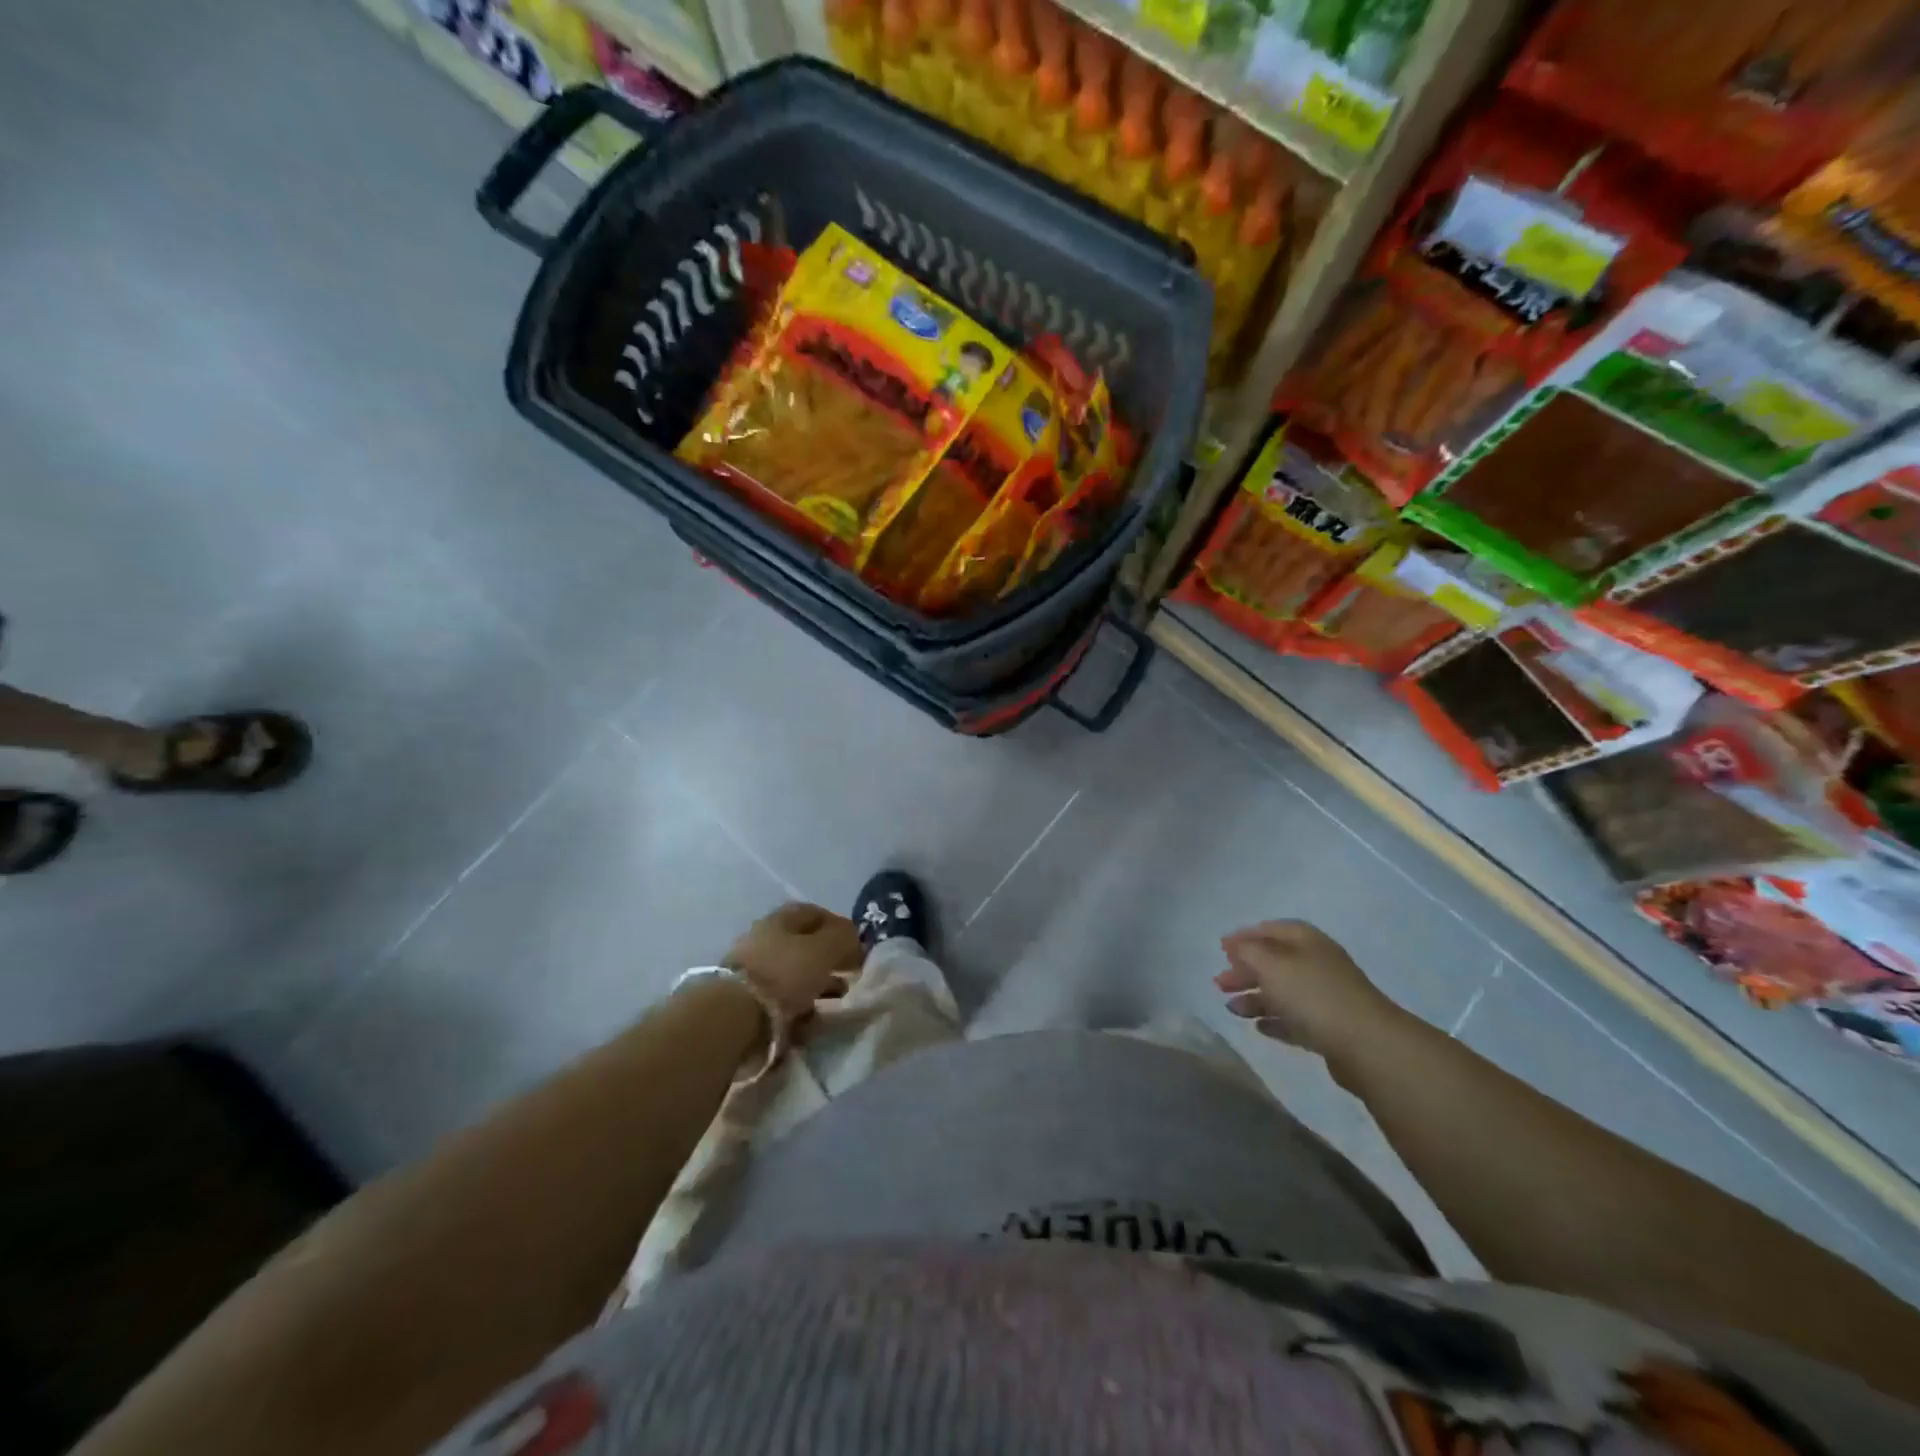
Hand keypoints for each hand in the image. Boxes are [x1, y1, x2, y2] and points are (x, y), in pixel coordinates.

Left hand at [725, 902, 863, 1023]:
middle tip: (849, 974)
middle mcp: (763, 939)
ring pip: (792, 973)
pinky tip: (810, 1019)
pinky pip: (780, 998)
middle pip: (803, 945)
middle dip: (829, 959)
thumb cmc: (784, 973)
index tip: (856, 945)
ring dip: (816, 984)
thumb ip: (844, 938)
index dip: (838, 926)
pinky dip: (798, 1006)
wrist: (734, 1015)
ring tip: (836, 1000)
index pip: (814, 913)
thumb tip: (853, 937)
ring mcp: (751, 970)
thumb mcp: (824, 949)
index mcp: (780, 919)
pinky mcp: (745, 1000)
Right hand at [1214, 920, 1399, 1059]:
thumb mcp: (1271, 965)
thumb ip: (1248, 951)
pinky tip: (1259, 1026)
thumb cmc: (1312, 994)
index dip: (1244, 936)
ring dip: (1255, 998)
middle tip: (1219, 983)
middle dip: (1245, 970)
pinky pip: (1295, 1019)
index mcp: (1306, 940)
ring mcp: (1325, 996)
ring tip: (1232, 1009)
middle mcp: (1316, 963)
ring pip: (1282, 992)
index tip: (1220, 949)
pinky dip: (1275, 1020)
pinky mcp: (1329, 1027)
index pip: (1270, 930)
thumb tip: (1235, 945)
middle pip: (1274, 961)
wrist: (1366, 1044)